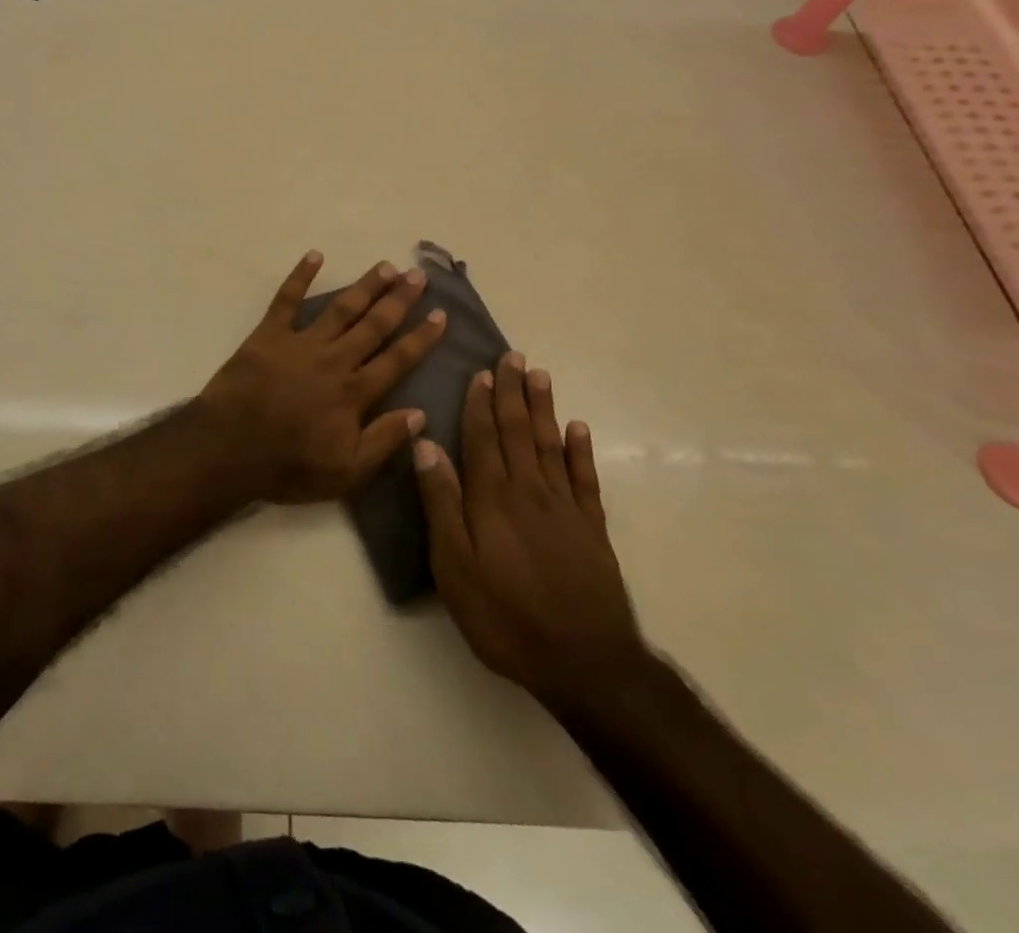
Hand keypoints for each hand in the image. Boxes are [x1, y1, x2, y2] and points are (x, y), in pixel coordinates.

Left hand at [198, 251, 446, 503]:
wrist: (228, 450)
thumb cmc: (288, 466)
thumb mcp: (345, 473)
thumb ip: (383, 441)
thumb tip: (421, 414)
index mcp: (354, 393)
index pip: (397, 360)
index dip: (422, 338)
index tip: (441, 314)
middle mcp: (334, 360)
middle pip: (373, 325)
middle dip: (399, 300)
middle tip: (418, 276)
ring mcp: (300, 343)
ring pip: (340, 308)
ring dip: (364, 286)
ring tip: (385, 266)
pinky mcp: (268, 335)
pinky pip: (286, 299)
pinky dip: (300, 276)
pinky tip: (314, 255)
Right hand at [414, 354, 648, 707]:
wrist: (584, 662)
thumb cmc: (504, 616)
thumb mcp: (454, 566)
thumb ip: (441, 502)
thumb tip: (426, 445)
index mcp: (492, 497)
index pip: (483, 438)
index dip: (479, 403)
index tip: (481, 371)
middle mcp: (529, 490)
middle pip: (518, 431)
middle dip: (512, 392)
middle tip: (513, 356)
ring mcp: (565, 508)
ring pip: (551, 444)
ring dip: (544, 408)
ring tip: (540, 374)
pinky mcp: (592, 529)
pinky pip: (585, 478)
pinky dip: (581, 450)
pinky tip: (578, 428)